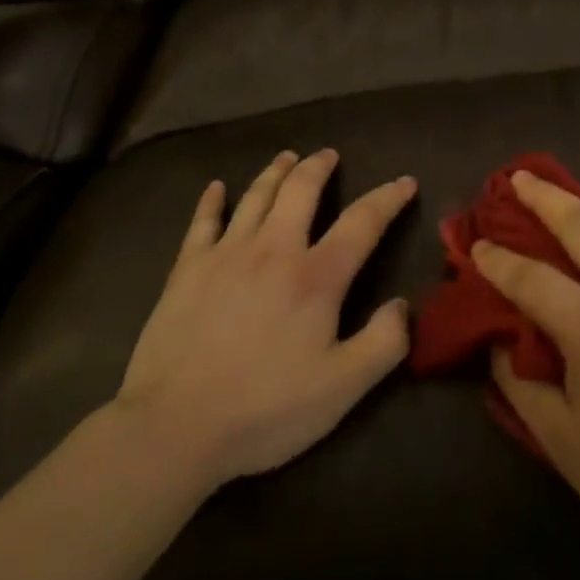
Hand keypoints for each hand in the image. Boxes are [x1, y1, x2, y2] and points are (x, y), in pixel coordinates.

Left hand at [110, 149, 414, 488]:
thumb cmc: (264, 409)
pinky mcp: (187, 268)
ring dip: (276, 171)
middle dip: (319, 167)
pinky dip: (211, 200)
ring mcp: (227, 253)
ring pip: (256, 196)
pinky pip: (202, 222)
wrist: (174, 426)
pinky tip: (215, 188)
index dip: (388, 198)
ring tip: (287, 157)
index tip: (405, 182)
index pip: (362, 222)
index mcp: (316, 276)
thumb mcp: (342, 388)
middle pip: (301, 190)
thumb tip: (402, 305)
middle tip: (329, 154)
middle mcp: (275, 249)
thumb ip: (383, 343)